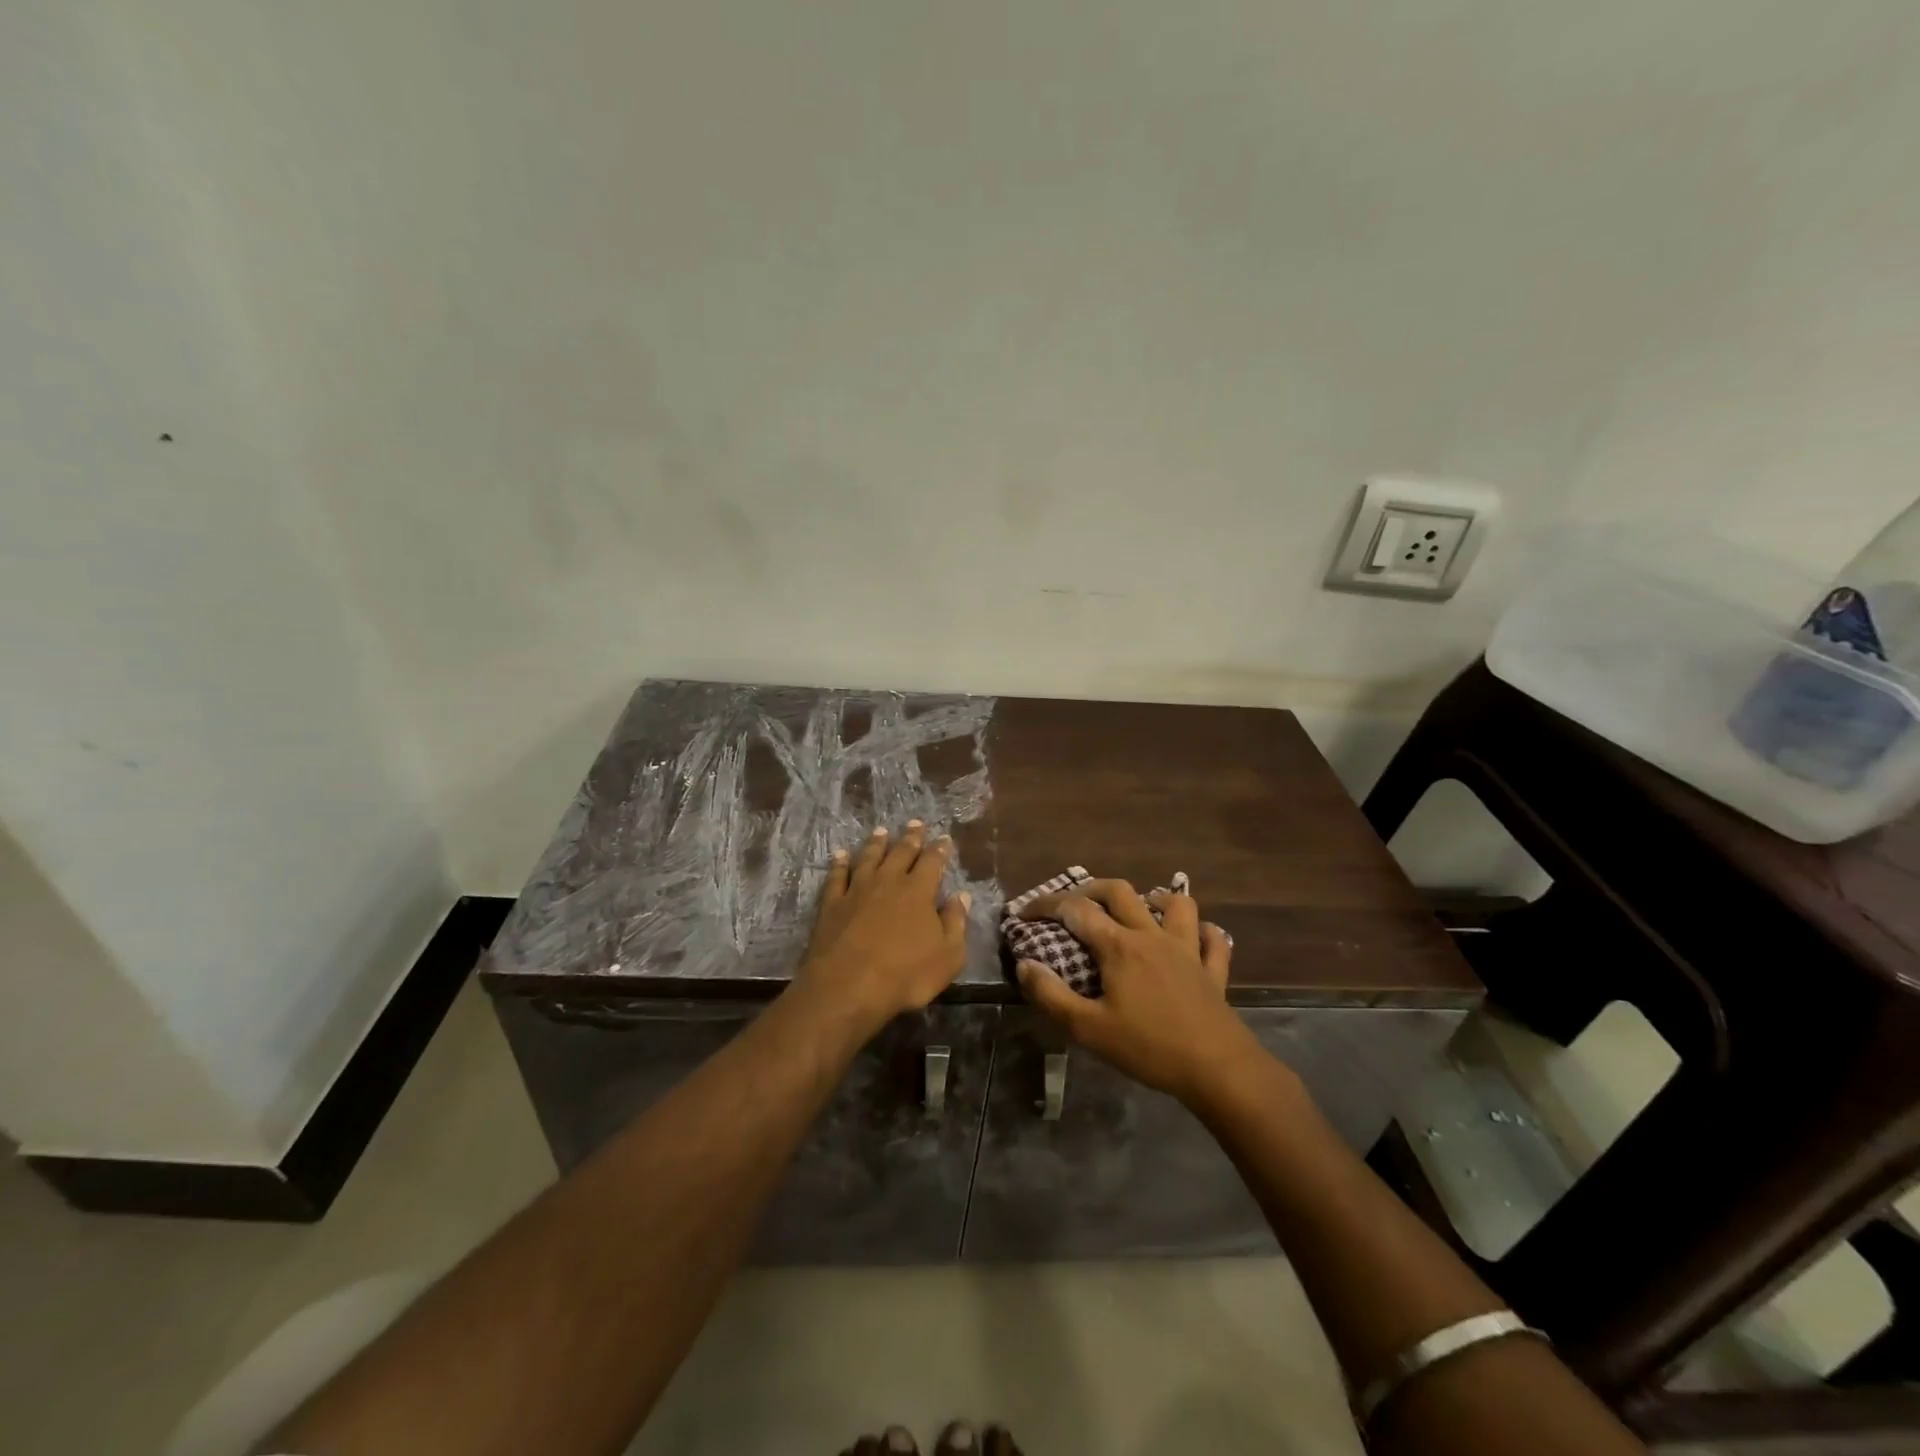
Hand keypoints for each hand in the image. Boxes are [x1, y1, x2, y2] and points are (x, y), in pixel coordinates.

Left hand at [792, 822, 970, 1033]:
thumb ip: (956, 923)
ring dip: (876, 843)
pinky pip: (837, 876)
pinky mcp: (832, 904)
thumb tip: (961, 896)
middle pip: (901, 853)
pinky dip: (840, 863)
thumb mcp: (948, 956)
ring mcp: (857, 890)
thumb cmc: (906, 975)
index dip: (940, 849)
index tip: (944, 838)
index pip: (932, 862)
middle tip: (915, 823)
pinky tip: (841, 855)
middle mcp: (888, 882)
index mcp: (919, 891)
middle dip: (911, 837)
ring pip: (869, 858)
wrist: (848, 987)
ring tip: (881, 831)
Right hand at [1015, 879, 1261, 1105]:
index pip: (1076, 910)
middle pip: (1120, 892)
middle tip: (1072, 901)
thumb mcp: (1088, 1029)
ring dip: (1153, 898)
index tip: (1024, 913)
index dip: (1046, 905)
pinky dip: (1202, 932)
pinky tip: (1193, 938)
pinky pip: (1213, 939)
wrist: (1218, 1069)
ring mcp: (1188, 950)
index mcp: (1119, 946)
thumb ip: (1051, 996)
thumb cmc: (1149, 1048)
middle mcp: (1152, 936)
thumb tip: (1025, 965)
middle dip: (1090, 888)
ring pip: (1176, 904)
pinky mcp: (1213, 970)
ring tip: (1138, 909)